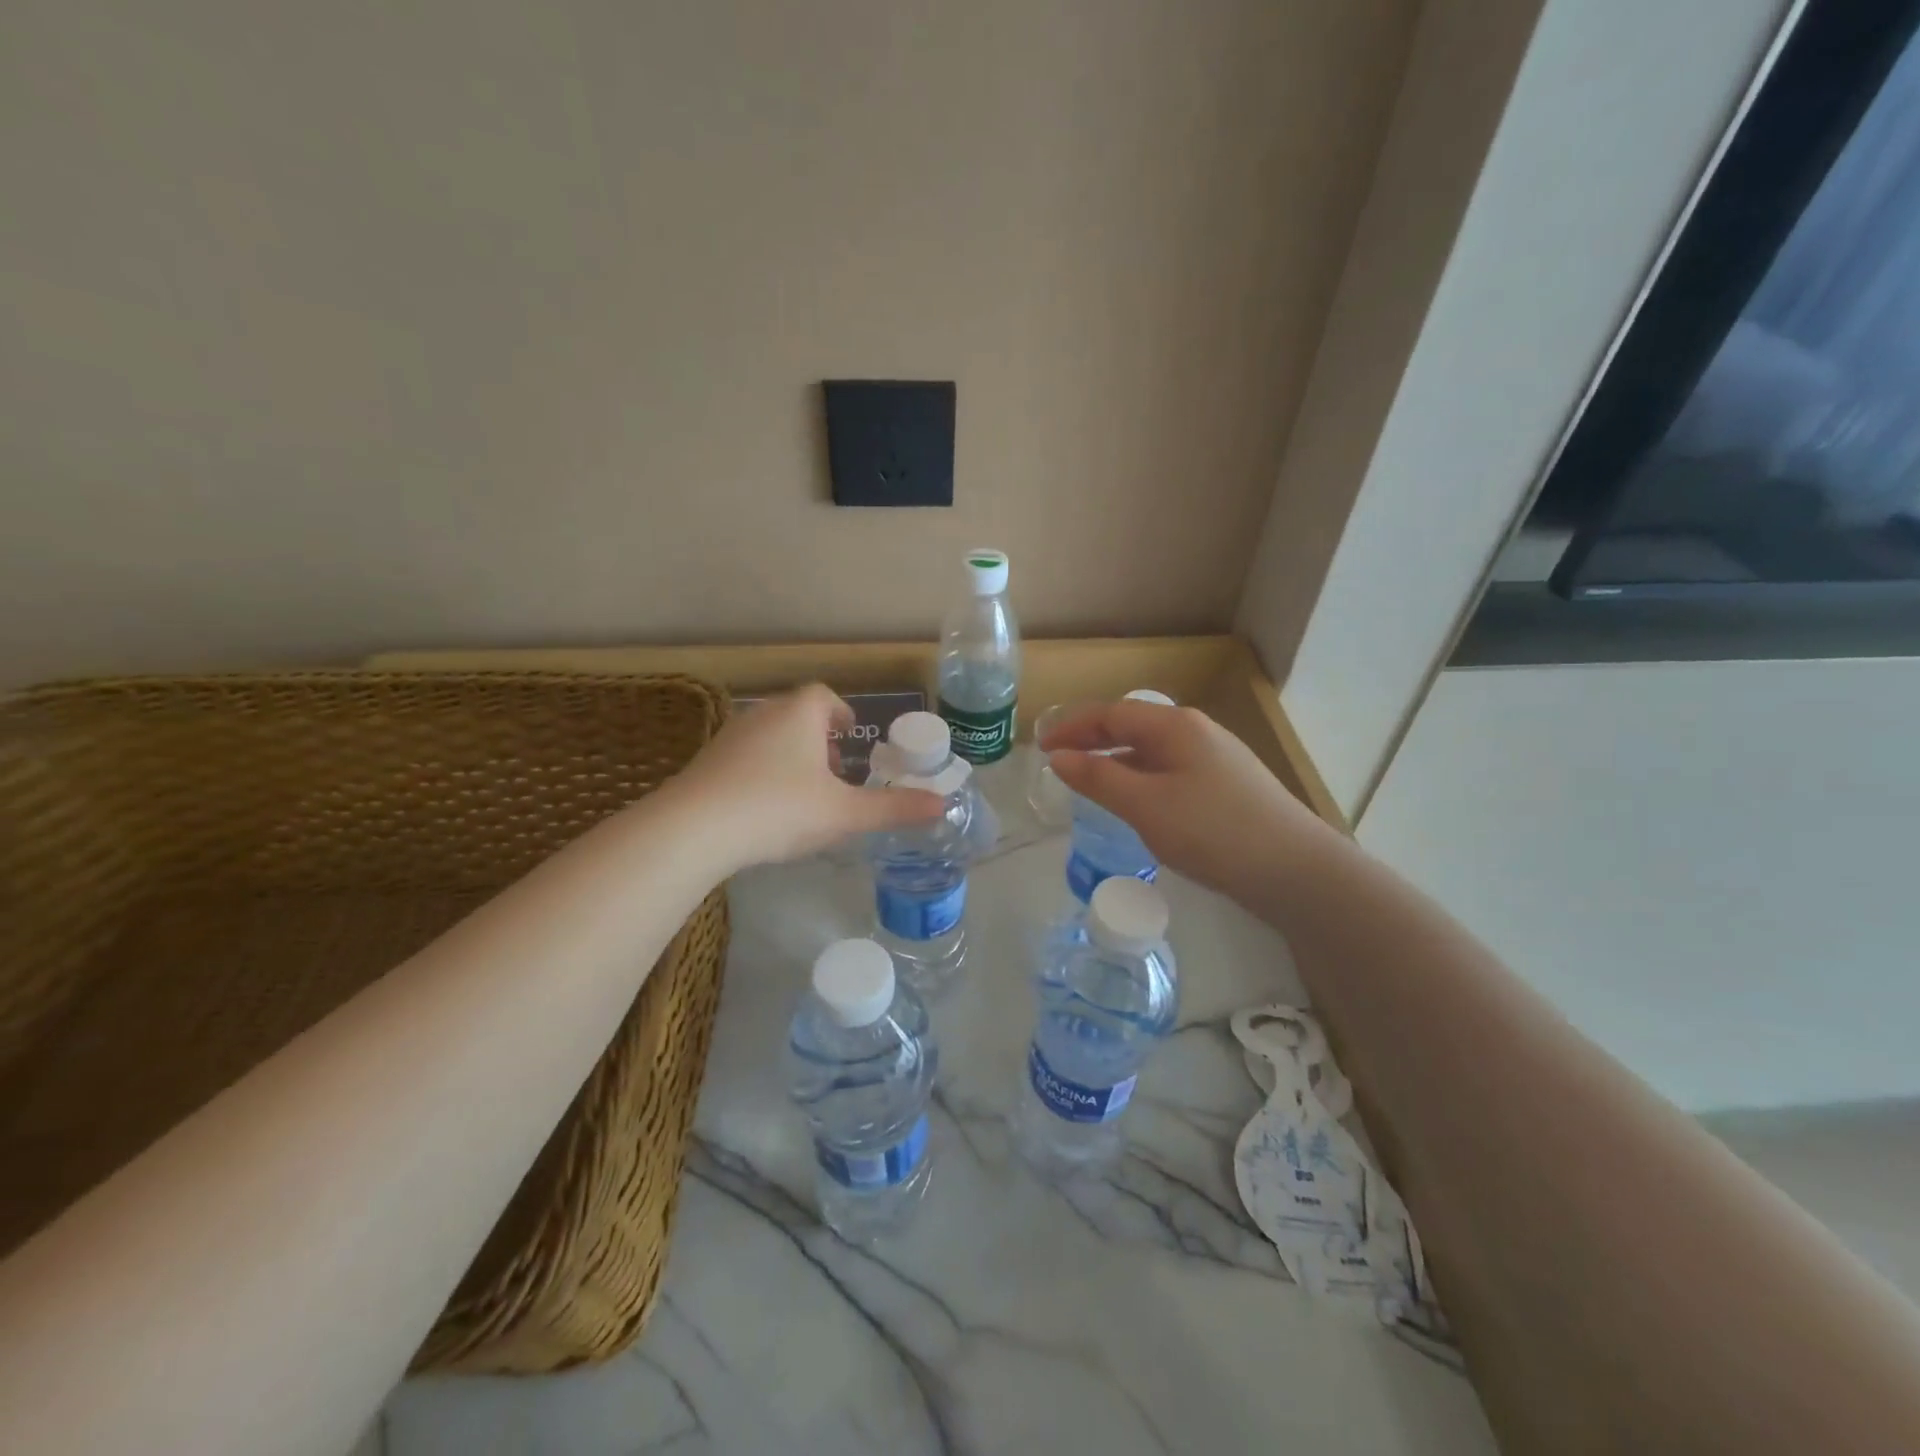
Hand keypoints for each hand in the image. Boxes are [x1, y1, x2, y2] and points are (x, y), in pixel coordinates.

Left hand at [670, 685, 944, 868]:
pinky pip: (744, 757)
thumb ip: (893, 809)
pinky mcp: (707, 761)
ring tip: (803, 791)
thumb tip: (943, 805)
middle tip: (834, 769)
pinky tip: (765, 807)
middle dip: (818, 737)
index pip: (825, 697)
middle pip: (796, 714)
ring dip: (789, 754)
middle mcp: (764, 714)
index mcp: (800, 714)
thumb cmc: (780, 809)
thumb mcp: (844, 813)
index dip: (842, 713)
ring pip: (769, 735)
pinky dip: (761, 771)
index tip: (851, 735)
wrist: (695, 829)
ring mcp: (730, 736)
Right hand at [1042, 700, 1326, 902]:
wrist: (1295, 869)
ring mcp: (1217, 757)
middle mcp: (1197, 731)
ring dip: (1118, 761)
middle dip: (1094, 740)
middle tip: (1061, 762)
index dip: (1073, 727)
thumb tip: (1058, 757)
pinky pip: (1171, 770)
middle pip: (1134, 726)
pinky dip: (1142, 778)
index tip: (1041, 747)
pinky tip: (1139, 803)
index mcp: (1175, 726)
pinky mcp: (1228, 785)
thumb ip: (1098, 778)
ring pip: (1154, 750)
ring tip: (1091, 783)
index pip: (1112, 714)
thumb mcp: (1145, 805)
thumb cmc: (1212, 830)